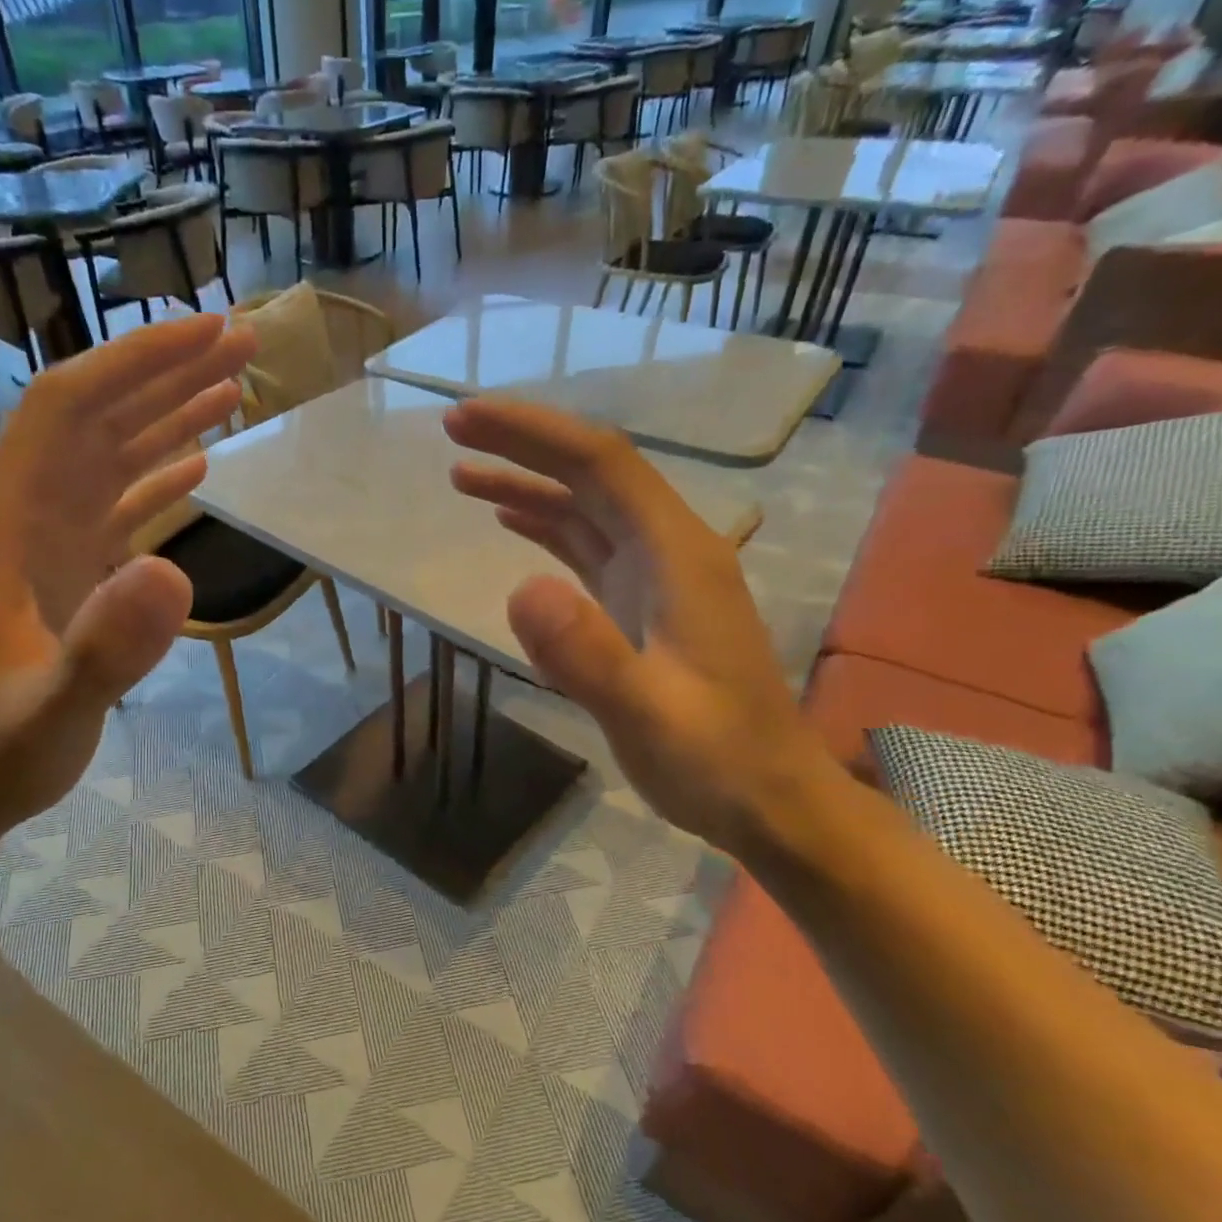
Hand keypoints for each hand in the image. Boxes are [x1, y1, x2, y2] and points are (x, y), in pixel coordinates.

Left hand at [0, 314, 254, 839]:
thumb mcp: (51, 712)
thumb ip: (106, 649)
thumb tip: (176, 568)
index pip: (64, 409)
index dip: (135, 364)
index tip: (206, 335)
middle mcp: (11, 514)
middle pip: (90, 418)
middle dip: (163, 374)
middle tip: (242, 343)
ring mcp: (35, 541)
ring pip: (105, 456)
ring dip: (166, 417)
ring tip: (233, 388)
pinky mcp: (58, 570)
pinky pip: (111, 504)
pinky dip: (155, 477)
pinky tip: (196, 463)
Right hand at [444, 397, 839, 851]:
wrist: (768, 801)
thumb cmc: (716, 760)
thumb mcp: (649, 715)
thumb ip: (588, 654)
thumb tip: (521, 589)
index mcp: (677, 555)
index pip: (601, 464)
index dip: (533, 433)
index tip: (466, 419)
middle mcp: (668, 551)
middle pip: (591, 474)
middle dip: (524, 445)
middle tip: (453, 430)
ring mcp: (656, 579)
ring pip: (585, 510)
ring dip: (527, 484)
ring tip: (462, 476)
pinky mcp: (641, 608)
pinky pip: (588, 549)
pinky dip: (546, 528)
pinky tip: (512, 524)